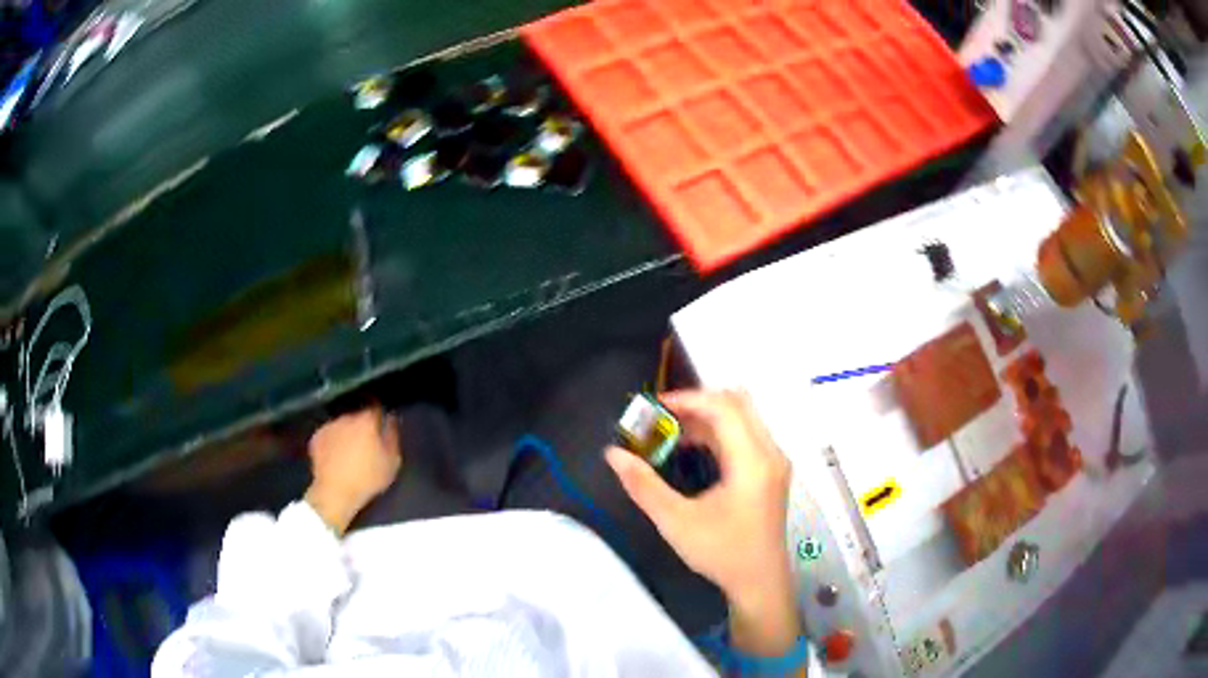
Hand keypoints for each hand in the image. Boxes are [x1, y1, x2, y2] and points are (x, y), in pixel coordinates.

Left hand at [305, 406, 400, 534]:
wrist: (335, 492)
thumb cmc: (368, 478)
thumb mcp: (392, 462)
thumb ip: (393, 437)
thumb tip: (391, 420)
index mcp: (367, 421)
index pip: (377, 409)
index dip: (380, 419)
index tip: (382, 430)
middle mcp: (347, 418)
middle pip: (358, 416)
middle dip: (362, 427)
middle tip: (367, 444)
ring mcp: (329, 426)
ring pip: (342, 425)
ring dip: (347, 434)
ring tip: (349, 452)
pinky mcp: (316, 437)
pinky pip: (329, 435)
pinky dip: (333, 441)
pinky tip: (335, 456)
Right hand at [606, 390, 799, 655]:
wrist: (759, 582)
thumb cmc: (721, 552)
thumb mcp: (676, 522)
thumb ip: (643, 485)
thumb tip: (613, 454)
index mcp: (752, 461)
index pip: (724, 408)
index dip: (688, 399)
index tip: (654, 407)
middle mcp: (769, 452)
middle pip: (738, 403)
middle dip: (697, 402)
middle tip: (662, 416)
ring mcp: (773, 461)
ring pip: (742, 417)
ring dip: (706, 417)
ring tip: (669, 432)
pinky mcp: (770, 471)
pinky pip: (745, 434)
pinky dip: (717, 432)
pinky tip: (690, 449)